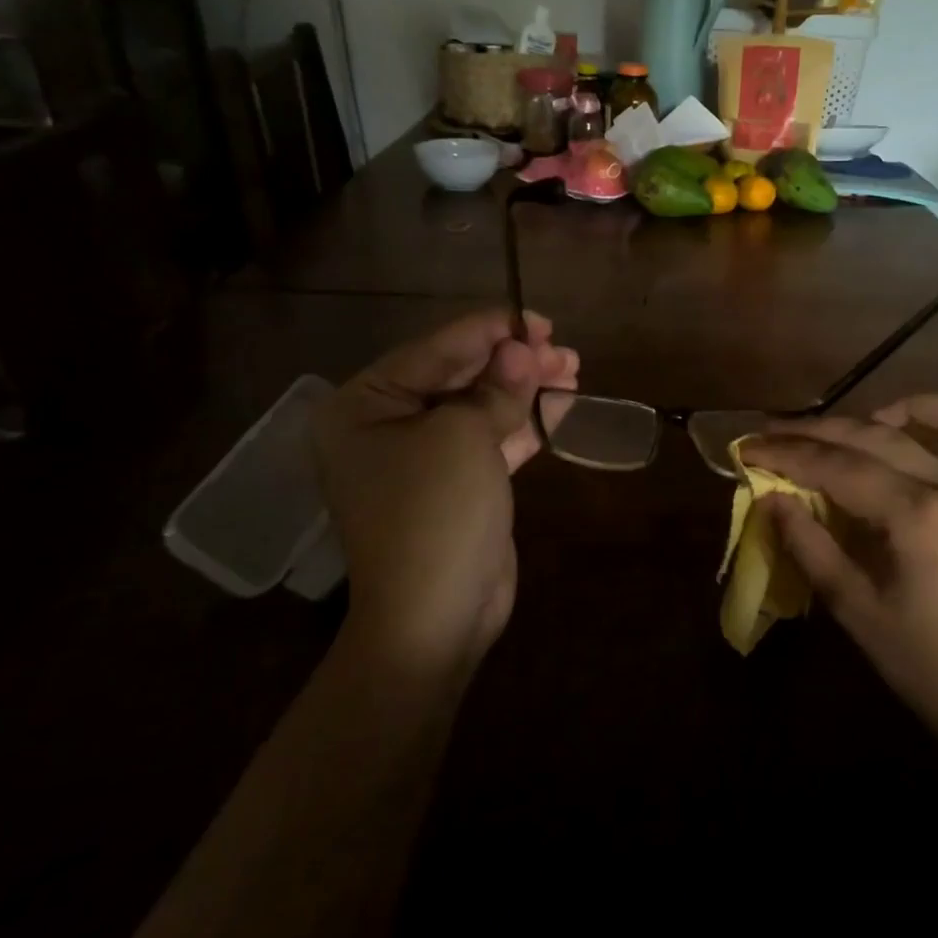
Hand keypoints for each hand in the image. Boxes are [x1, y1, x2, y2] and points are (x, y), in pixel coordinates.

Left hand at [312, 309, 576, 674]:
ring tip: (573, 371)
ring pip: (479, 407)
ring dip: (525, 390)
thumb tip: (523, 349)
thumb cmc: (435, 512)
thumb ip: (497, 386)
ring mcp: (421, 459)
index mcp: (364, 405)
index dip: (490, 330)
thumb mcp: (465, 436)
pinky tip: (560, 407)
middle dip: (514, 361)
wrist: (436, 617)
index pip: (435, 350)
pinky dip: (523, 424)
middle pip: (459, 376)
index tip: (538, 320)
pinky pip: (489, 441)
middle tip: (563, 349)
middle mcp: (385, 426)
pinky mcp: (454, 486)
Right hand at [740, 397, 937, 743]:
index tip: (748, 446)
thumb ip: (809, 546)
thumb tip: (771, 500)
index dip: (787, 453)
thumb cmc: (924, 665)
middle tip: (777, 433)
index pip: (838, 466)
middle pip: (878, 437)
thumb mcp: (854, 609)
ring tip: (869, 422)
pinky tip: (931, 448)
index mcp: (917, 516)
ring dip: (909, 409)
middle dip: (819, 431)